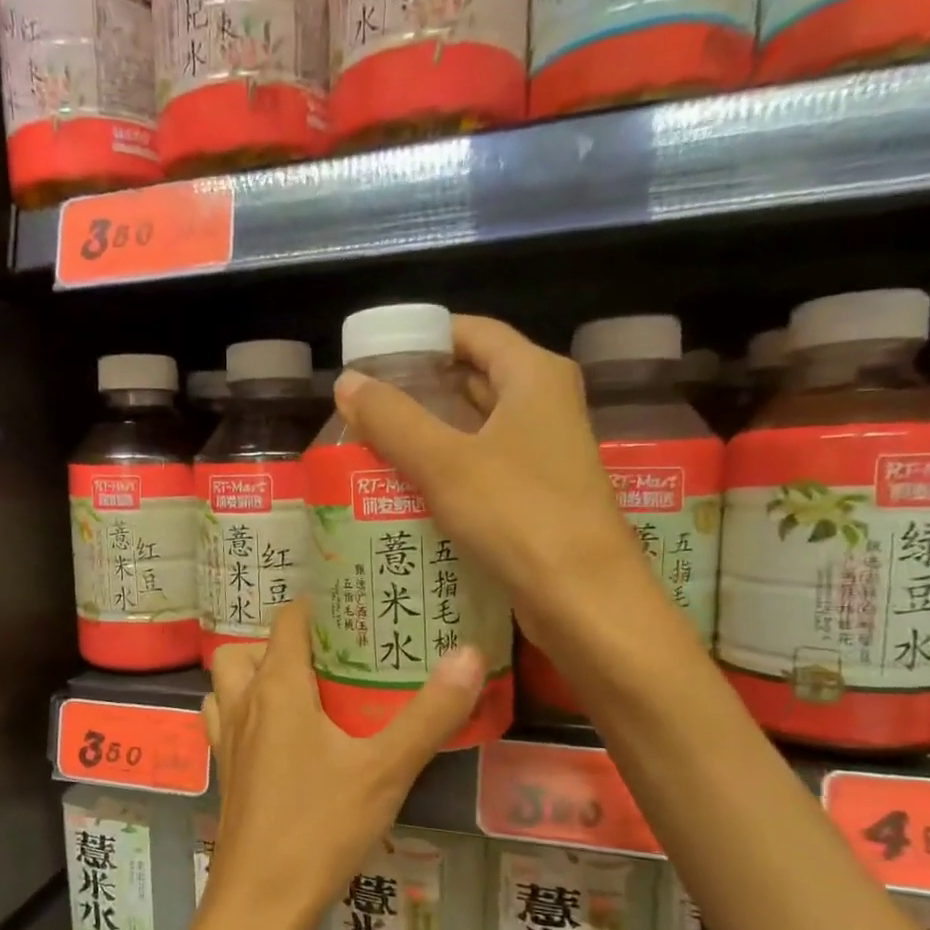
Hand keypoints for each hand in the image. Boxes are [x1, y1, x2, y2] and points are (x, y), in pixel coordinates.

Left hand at [197, 598, 484, 929]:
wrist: (260, 904)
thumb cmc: (320, 829)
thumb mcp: (385, 770)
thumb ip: (430, 713)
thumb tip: (469, 653)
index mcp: (276, 687)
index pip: (288, 620)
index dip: (318, 607)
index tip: (356, 610)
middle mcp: (243, 704)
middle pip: (247, 648)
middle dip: (283, 643)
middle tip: (330, 658)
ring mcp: (227, 740)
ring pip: (227, 684)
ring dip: (255, 677)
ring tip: (305, 692)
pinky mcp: (225, 774)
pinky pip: (225, 722)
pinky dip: (245, 714)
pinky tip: (283, 740)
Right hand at [333, 314, 645, 653]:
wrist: (581, 597)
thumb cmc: (517, 514)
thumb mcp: (444, 461)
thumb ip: (392, 418)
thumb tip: (347, 381)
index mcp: (534, 376)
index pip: (473, 332)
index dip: (424, 337)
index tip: (375, 356)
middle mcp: (546, 405)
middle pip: (474, 378)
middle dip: (420, 389)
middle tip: (366, 404)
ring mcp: (546, 453)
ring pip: (477, 427)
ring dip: (431, 432)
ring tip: (375, 441)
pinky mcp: (538, 495)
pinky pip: (483, 466)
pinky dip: (448, 468)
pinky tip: (408, 485)